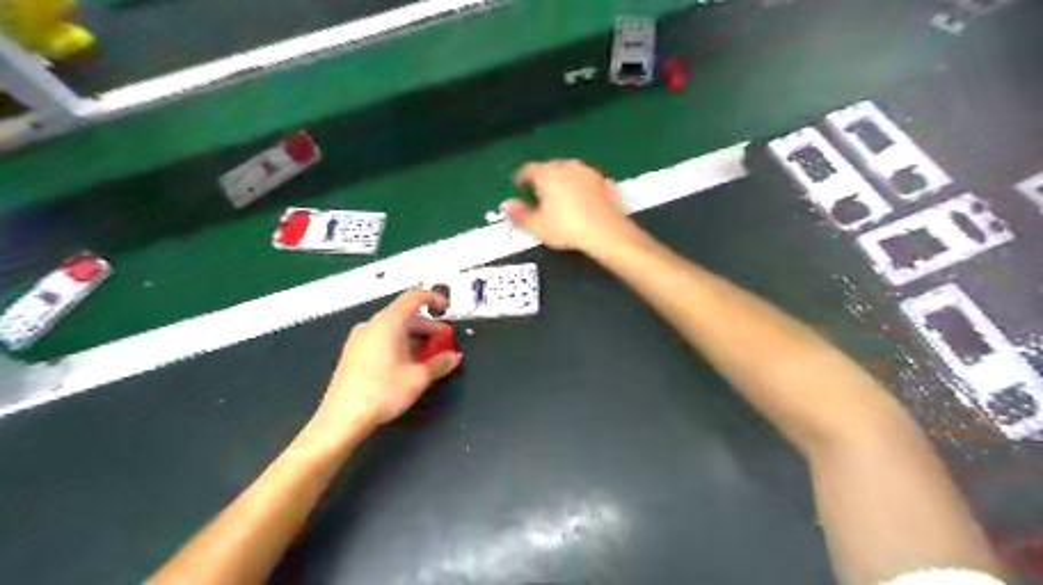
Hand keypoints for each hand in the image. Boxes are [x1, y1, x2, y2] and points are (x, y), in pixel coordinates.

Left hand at [308, 290, 464, 439]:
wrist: (343, 419)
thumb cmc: (383, 392)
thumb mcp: (418, 377)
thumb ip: (440, 363)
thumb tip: (454, 356)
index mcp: (388, 323)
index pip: (413, 298)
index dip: (432, 298)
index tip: (446, 307)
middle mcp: (371, 325)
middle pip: (405, 316)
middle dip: (428, 327)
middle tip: (444, 341)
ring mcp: (359, 339)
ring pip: (393, 329)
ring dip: (415, 338)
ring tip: (430, 356)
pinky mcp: (353, 353)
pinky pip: (382, 340)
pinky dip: (400, 344)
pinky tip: (408, 364)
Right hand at [504, 158, 636, 251]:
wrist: (607, 233)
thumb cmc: (568, 229)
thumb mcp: (538, 227)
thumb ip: (519, 215)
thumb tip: (507, 205)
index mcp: (548, 174)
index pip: (529, 169)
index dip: (521, 177)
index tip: (518, 185)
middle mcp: (568, 167)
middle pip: (551, 167)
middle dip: (543, 177)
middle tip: (539, 191)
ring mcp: (589, 173)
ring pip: (571, 171)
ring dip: (564, 179)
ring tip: (560, 195)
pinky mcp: (606, 183)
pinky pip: (589, 181)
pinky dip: (583, 187)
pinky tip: (583, 199)